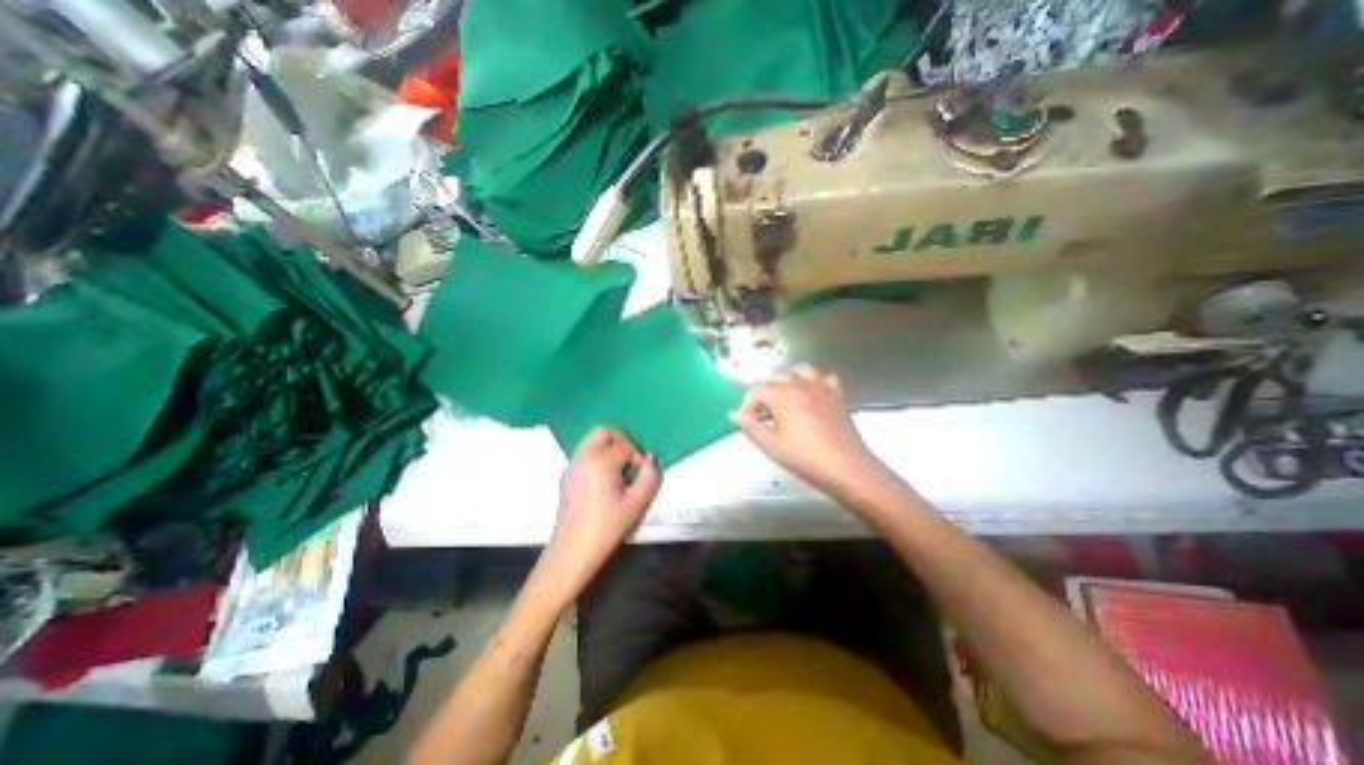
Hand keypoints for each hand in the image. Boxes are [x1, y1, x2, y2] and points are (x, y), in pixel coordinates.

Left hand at [547, 429, 665, 583]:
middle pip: (603, 431)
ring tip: (619, 471)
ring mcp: (572, 465)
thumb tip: (650, 460)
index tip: (641, 476)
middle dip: (621, 440)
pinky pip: (584, 453)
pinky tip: (604, 481)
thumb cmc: (606, 527)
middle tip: (631, 460)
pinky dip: (597, 456)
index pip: (625, 446)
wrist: (572, 551)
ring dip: (608, 448)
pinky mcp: (566, 476)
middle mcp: (583, 456)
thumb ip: (649, 477)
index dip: (638, 458)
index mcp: (600, 461)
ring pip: (591, 440)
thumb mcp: (636, 504)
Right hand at [735, 366, 883, 493]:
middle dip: (764, 392)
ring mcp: (822, 389)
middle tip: (760, 414)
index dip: (747, 405)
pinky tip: (812, 395)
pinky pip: (825, 379)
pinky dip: (815, 383)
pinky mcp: (837, 397)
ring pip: (801, 371)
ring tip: (783, 398)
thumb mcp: (771, 445)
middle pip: (776, 378)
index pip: (757, 391)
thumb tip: (734, 415)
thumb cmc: (805, 457)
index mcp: (782, 395)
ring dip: (788, 380)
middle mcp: (801, 385)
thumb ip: (751, 427)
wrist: (846, 467)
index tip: (744, 422)